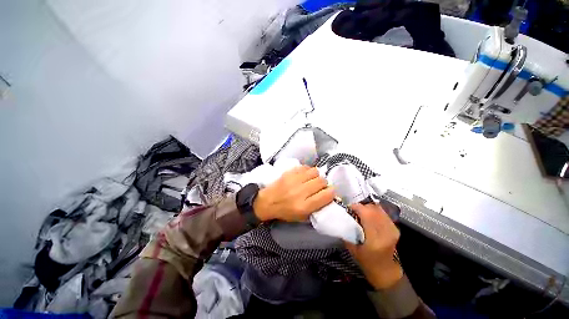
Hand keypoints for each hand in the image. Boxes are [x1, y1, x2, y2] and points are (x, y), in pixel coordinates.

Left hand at [253, 166, 334, 221]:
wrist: (267, 202)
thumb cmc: (285, 211)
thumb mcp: (302, 217)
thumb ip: (316, 208)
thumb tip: (328, 196)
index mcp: (304, 206)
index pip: (326, 195)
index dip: (331, 192)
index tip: (329, 192)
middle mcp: (300, 192)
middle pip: (321, 181)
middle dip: (324, 183)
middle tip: (319, 186)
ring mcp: (294, 180)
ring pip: (315, 172)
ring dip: (316, 175)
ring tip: (312, 179)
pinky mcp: (289, 173)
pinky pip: (305, 167)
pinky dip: (307, 170)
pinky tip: (304, 175)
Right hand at [346, 203, 402, 289]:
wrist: (386, 271)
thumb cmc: (367, 262)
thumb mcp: (353, 249)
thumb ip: (348, 233)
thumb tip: (342, 218)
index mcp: (375, 238)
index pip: (366, 213)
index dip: (356, 207)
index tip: (348, 208)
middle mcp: (386, 231)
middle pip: (373, 209)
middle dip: (361, 206)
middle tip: (353, 210)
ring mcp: (392, 229)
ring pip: (379, 209)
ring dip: (368, 208)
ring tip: (361, 212)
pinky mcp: (395, 228)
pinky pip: (383, 213)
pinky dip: (374, 211)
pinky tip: (369, 215)